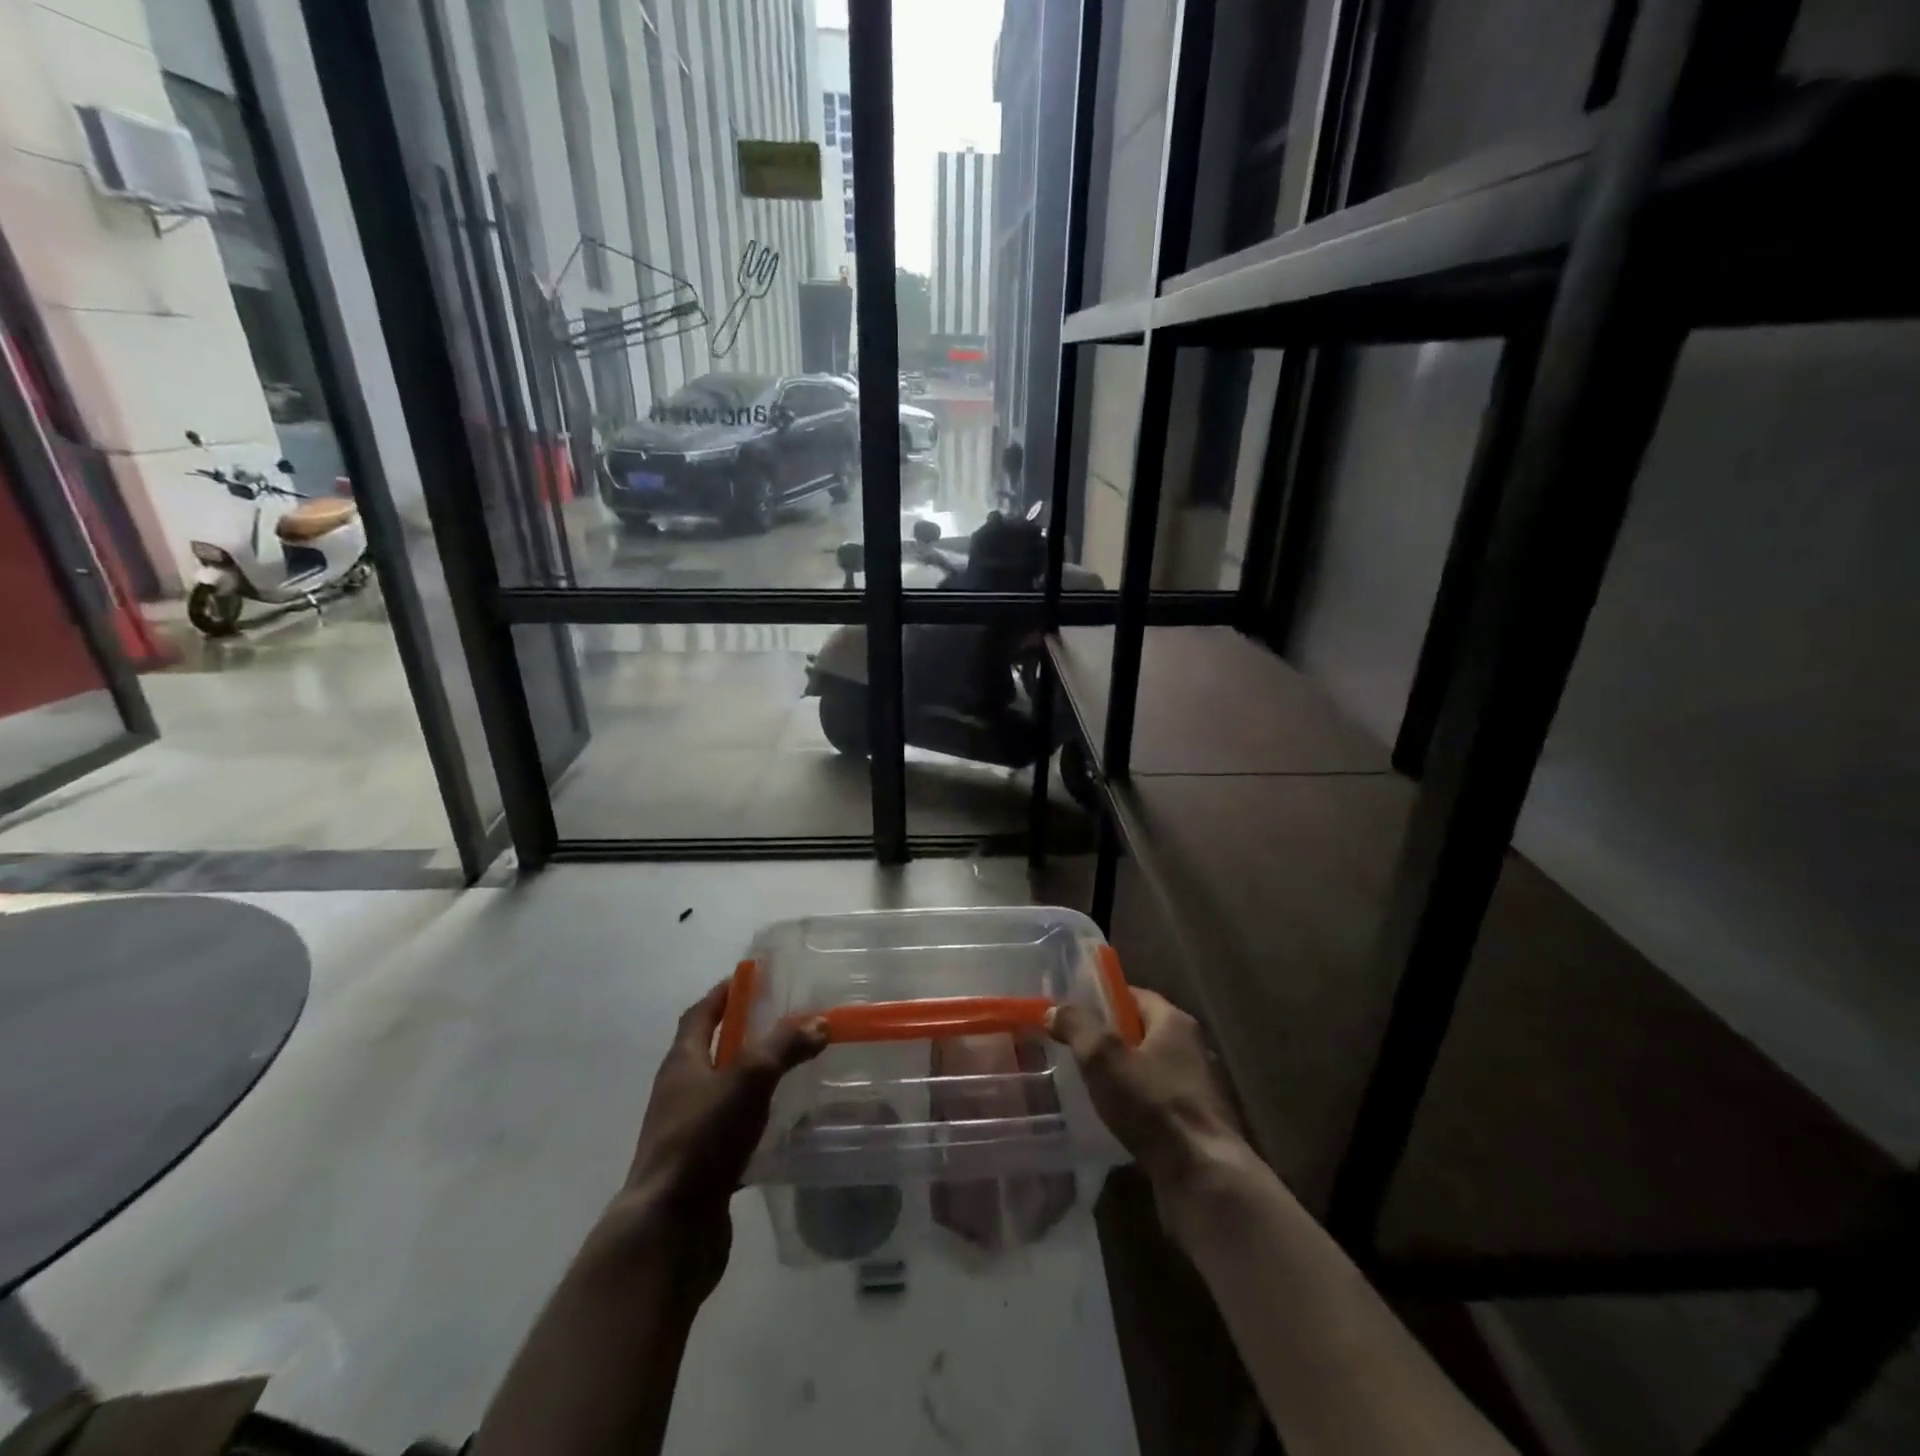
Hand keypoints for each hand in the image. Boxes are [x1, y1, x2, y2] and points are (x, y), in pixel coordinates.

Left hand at [607, 981, 824, 1295]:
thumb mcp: (748, 1079)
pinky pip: (733, 1132)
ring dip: (753, 1079)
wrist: (669, 1230)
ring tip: (794, 1070)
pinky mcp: (703, 1167)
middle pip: (711, 1051)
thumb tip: (819, 1022)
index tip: (752, 977)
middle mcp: (680, 1093)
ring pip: (725, 1093)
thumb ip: (784, 1046)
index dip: (724, 993)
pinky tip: (786, 1126)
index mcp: (682, 1063)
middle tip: (786, 1021)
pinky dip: (757, 1122)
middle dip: (744, 1034)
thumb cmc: (702, 1140)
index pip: (700, 1015)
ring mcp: (689, 1132)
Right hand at [1047, 988, 1247, 1192]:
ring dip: (1124, 1077)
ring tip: (1088, 1087)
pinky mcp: (1199, 1127)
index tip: (1073, 1011)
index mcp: (1175, 1023)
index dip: (1103, 999)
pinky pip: (1159, 1105)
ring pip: (1151, 1071)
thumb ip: (1077, 1026)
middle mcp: (1193, 1049)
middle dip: (1110, 1039)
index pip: (1135, 996)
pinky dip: (1138, 1107)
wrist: (1204, 1179)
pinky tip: (1115, 1122)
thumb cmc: (1154, 1106)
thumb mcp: (1104, 1057)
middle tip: (1074, 1049)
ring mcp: (1199, 1090)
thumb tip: (1055, 1010)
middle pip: (1144, 1033)